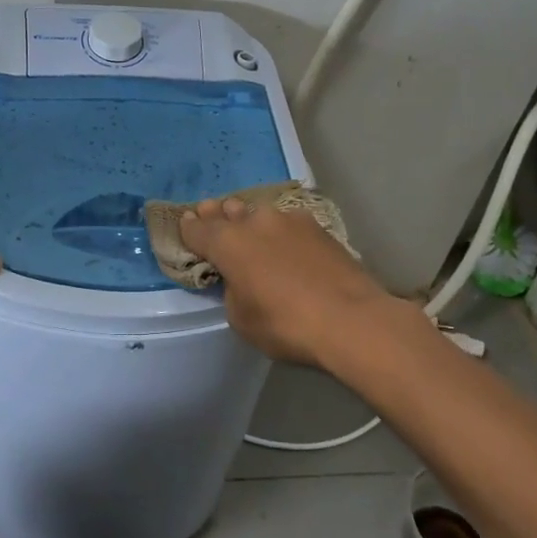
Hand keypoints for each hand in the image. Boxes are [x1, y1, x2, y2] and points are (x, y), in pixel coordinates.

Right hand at [177, 197, 421, 367]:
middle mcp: (254, 222)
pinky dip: (278, 230)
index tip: (185, 225)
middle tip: (210, 215)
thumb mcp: (241, 319)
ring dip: (249, 219)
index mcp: (227, 243)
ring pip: (258, 213)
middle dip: (216, 215)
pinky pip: (287, 222)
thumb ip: (231, 291)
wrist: (351, 319)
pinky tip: (284, 241)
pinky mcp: (318, 227)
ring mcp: (289, 220)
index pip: (197, 229)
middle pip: (227, 212)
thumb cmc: (286, 324)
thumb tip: (240, 278)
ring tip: (248, 228)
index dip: (188, 229)